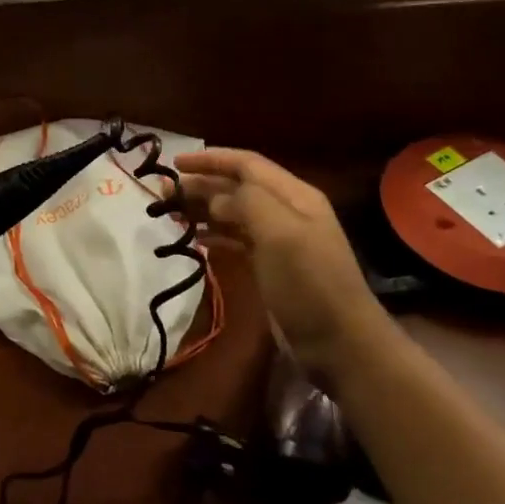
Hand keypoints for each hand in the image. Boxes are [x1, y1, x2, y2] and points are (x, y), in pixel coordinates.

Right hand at [175, 149, 386, 370]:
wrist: (340, 344)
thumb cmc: (309, 284)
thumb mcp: (281, 234)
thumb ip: (248, 202)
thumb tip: (216, 196)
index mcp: (294, 196)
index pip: (247, 164)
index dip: (211, 159)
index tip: (175, 163)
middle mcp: (287, 211)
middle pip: (238, 187)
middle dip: (202, 184)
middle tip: (164, 192)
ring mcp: (280, 240)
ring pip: (234, 212)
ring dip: (204, 208)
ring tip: (172, 212)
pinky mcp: (272, 266)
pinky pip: (237, 239)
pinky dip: (214, 234)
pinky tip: (195, 239)